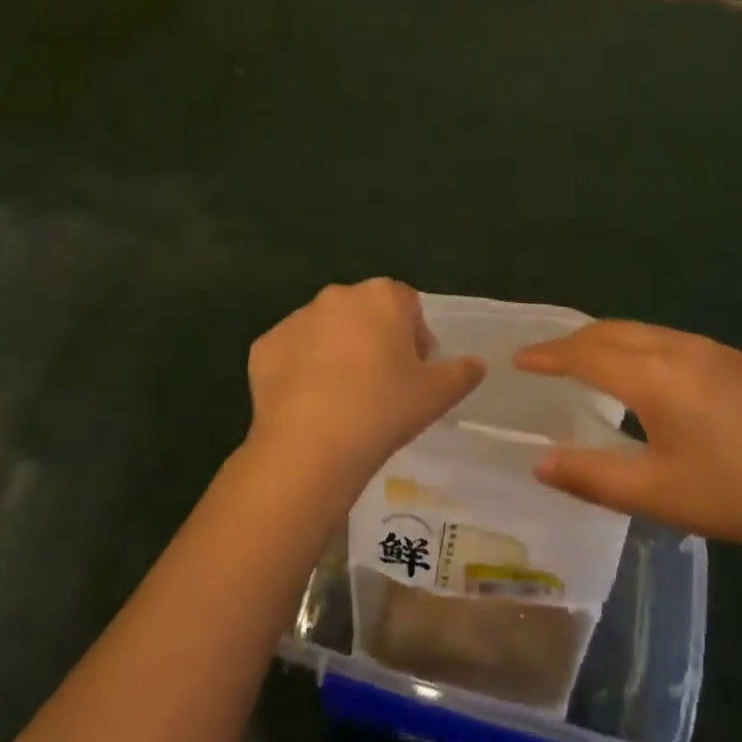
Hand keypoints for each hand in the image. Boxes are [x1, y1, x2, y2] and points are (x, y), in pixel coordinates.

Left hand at [246, 279, 485, 492]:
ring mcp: (296, 318)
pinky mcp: (264, 345)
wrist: (310, 445)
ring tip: (342, 399)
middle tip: (380, 386)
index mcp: (383, 296)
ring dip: (337, 352)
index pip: (408, 304)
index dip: (415, 337)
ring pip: (326, 330)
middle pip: (365, 312)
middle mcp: (338, 295)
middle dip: (375, 339)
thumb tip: (477, 364)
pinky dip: (300, 370)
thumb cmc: (383, 409)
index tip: (413, 373)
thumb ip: (463, 373)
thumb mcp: (438, 395)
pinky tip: (309, 405)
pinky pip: (292, 352)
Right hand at [514, 320, 741, 559]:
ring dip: (606, 341)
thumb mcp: (657, 494)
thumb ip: (592, 476)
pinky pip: (667, 339)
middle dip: (574, 341)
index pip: (586, 353)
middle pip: (612, 331)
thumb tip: (540, 462)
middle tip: (546, 361)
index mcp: (655, 376)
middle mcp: (678, 347)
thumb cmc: (735, 493)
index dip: (549, 355)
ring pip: (642, 331)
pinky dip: (636, 346)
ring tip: (586, 365)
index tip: (518, 359)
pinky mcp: (733, 359)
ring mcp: (711, 349)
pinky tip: (643, 375)